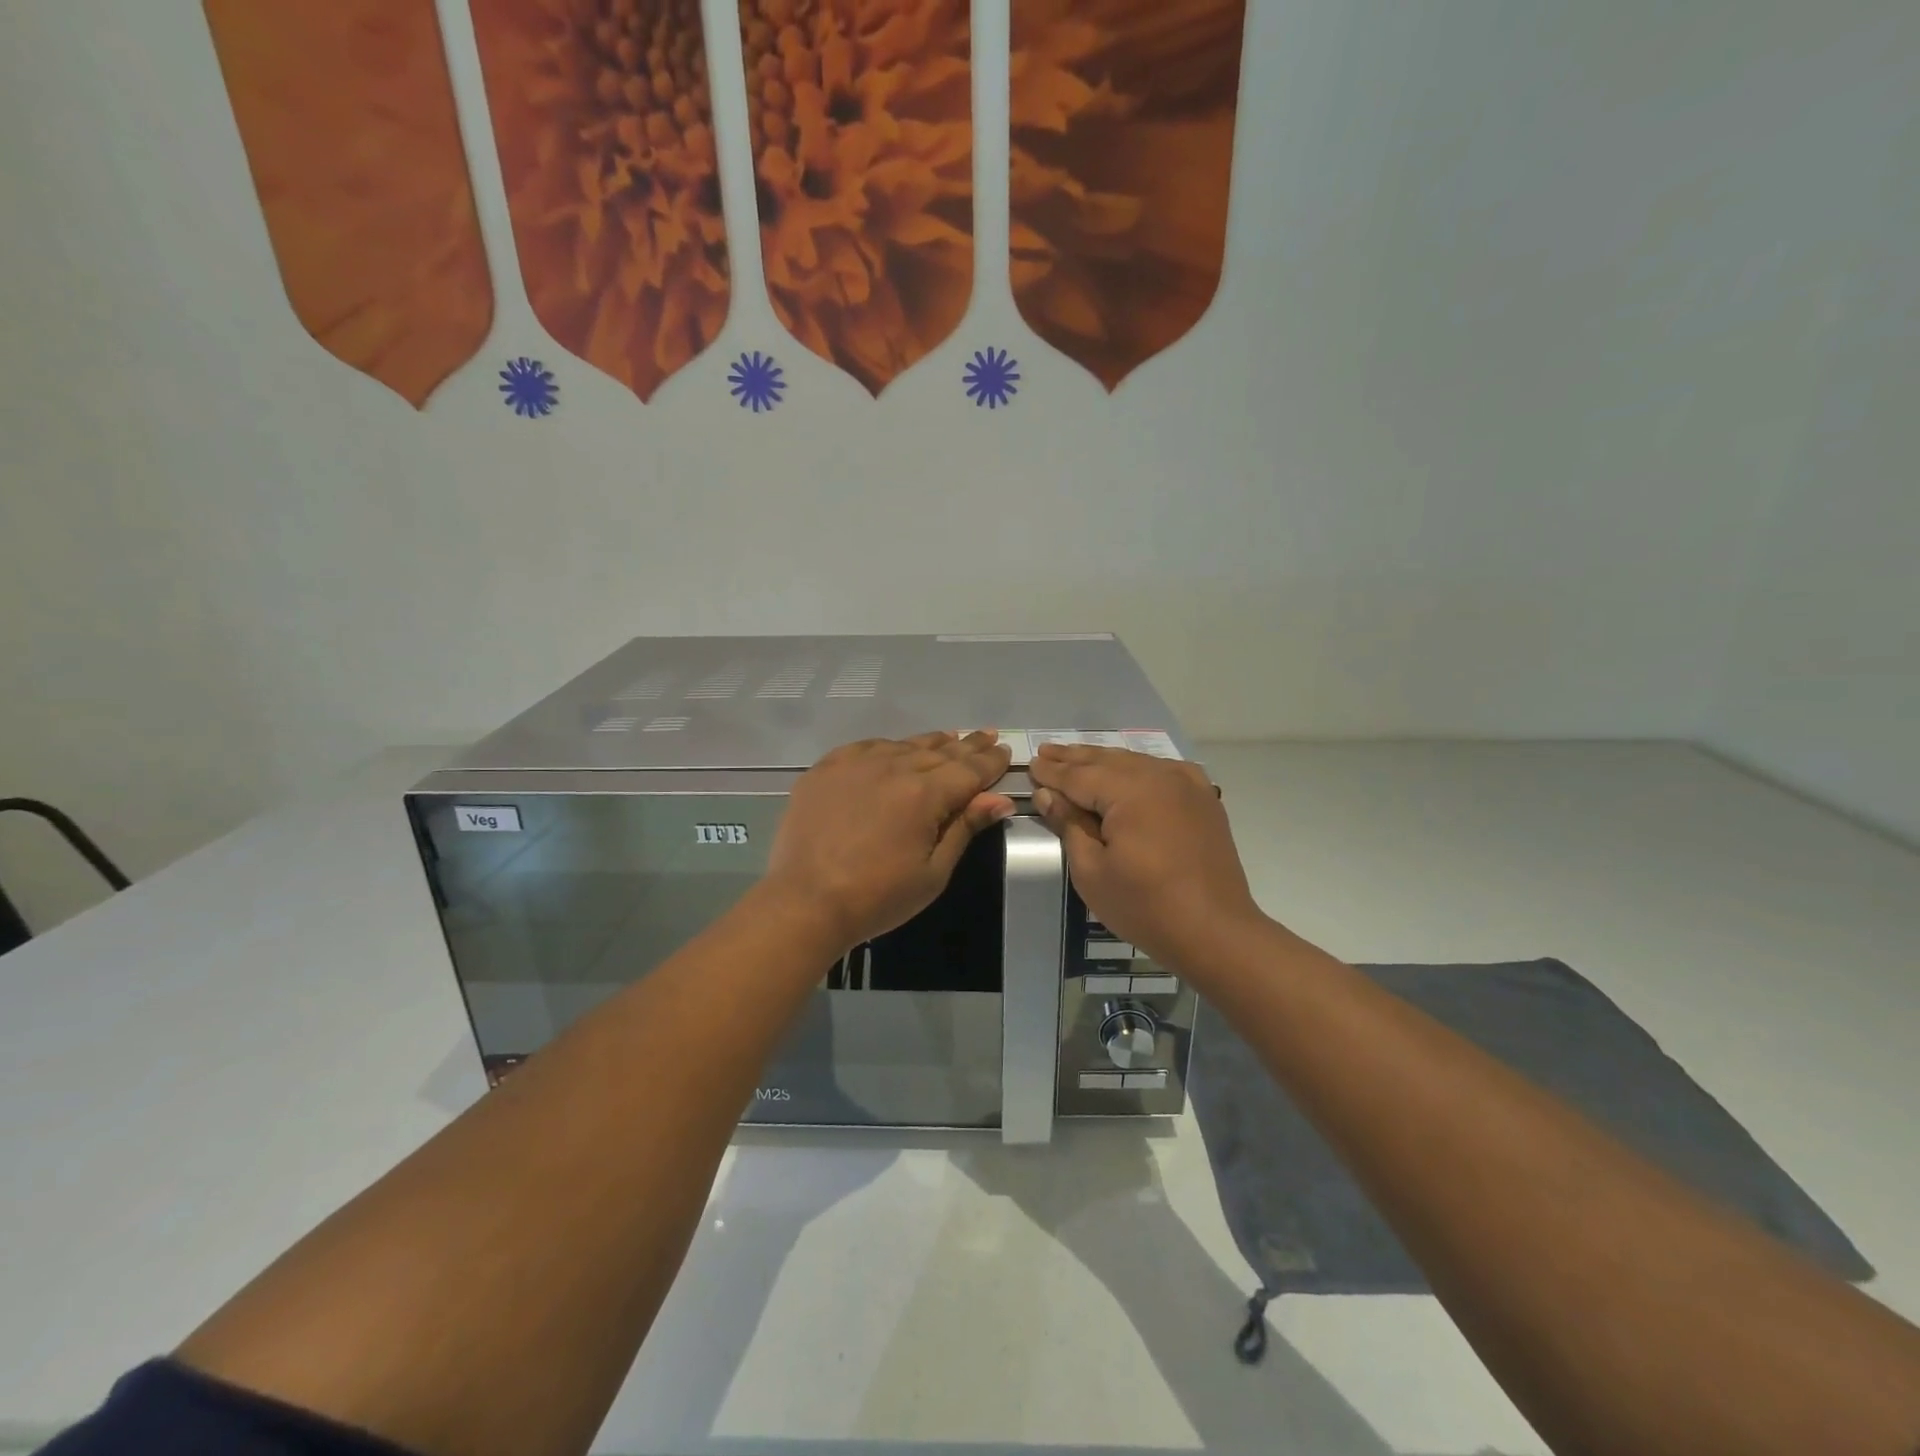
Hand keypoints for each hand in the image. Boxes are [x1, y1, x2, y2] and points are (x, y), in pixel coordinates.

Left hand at [764, 731, 1015, 952]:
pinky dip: (888, 746)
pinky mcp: (826, 769)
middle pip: (939, 752)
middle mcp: (892, 767)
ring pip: (904, 745)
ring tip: (950, 738)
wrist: (804, 903)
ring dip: (931, 743)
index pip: (968, 770)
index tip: (1005, 751)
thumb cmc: (877, 898)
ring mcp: (855, 764)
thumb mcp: (932, 873)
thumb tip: (999, 799)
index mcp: (924, 794)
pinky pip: (866, 747)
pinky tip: (896, 748)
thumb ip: (964, 828)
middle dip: (967, 746)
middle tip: (987, 737)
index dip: (990, 762)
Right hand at [1028, 745, 1263, 976]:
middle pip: (1106, 761)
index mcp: (1130, 791)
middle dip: (1073, 758)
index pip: (1079, 775)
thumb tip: (1047, 794)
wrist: (1215, 931)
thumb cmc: (1145, 906)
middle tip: (1045, 751)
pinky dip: (1140, 768)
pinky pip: (1164, 771)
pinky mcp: (1203, 799)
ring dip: (1104, 760)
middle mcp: (1159, 776)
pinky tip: (1130, 769)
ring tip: (1076, 756)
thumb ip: (1069, 824)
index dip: (1052, 772)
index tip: (1030, 764)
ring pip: (1135, 762)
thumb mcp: (1091, 871)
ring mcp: (1187, 784)